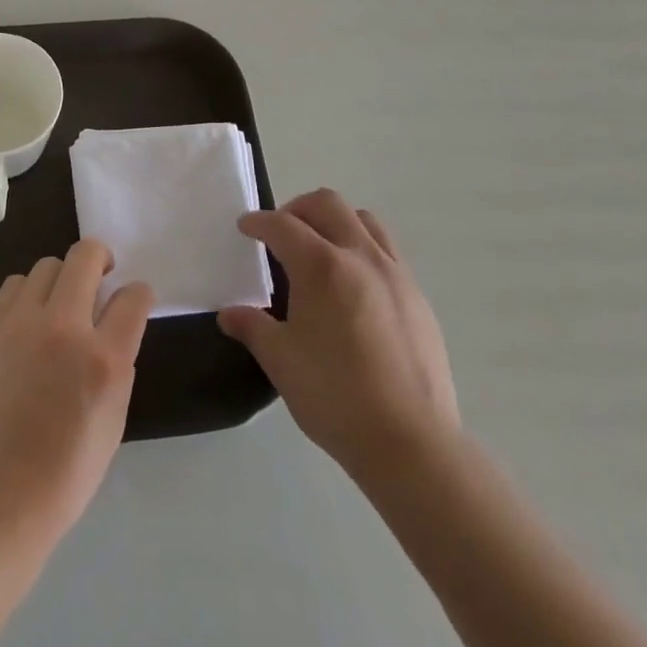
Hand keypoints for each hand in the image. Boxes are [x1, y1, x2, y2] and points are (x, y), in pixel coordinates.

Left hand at [0, 239, 154, 556]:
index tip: (134, 299)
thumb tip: (114, 323)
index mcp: (103, 359)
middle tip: (102, 277)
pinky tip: (30, 319)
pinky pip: (15, 284)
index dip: (139, 293)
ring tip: (61, 303)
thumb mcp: (114, 419)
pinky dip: (29, 293)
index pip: (133, 297)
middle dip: (101, 259)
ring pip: (48, 264)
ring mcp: (21, 323)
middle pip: (86, 255)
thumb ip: (118, 361)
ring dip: (62, 278)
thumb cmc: (66, 472)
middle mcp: (63, 327)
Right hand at [218, 190, 457, 480]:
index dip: (258, 222)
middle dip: (297, 209)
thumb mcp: (281, 361)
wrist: (411, 443)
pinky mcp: (417, 297)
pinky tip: (353, 285)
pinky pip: (387, 250)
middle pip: (327, 204)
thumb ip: (252, 327)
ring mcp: (395, 274)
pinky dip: (363, 248)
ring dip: (335, 221)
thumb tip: (229, 314)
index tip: (245, 228)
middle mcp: (360, 256)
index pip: (282, 225)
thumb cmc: (335, 396)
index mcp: (321, 265)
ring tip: (320, 249)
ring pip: (363, 220)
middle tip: (281, 233)